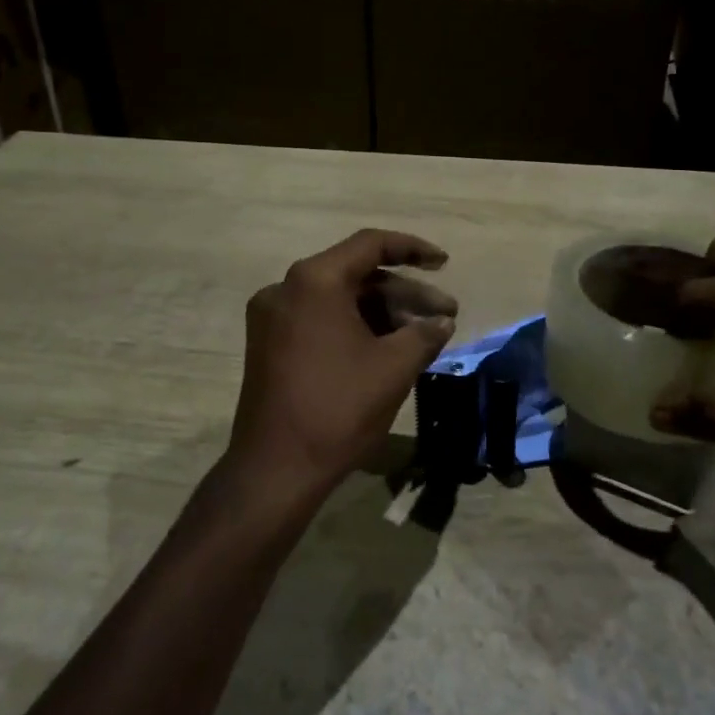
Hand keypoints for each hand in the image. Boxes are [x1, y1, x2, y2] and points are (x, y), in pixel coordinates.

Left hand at [223, 230, 456, 510]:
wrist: (275, 469)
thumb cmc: (338, 408)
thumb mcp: (394, 368)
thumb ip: (424, 334)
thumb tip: (443, 321)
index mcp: (314, 280)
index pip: (371, 245)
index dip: (413, 249)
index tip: (444, 265)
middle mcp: (286, 288)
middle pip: (356, 275)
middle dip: (404, 294)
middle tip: (446, 315)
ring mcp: (272, 318)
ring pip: (339, 300)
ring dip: (382, 313)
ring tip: (424, 337)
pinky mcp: (268, 345)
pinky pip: (320, 320)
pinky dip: (355, 327)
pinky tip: (388, 348)